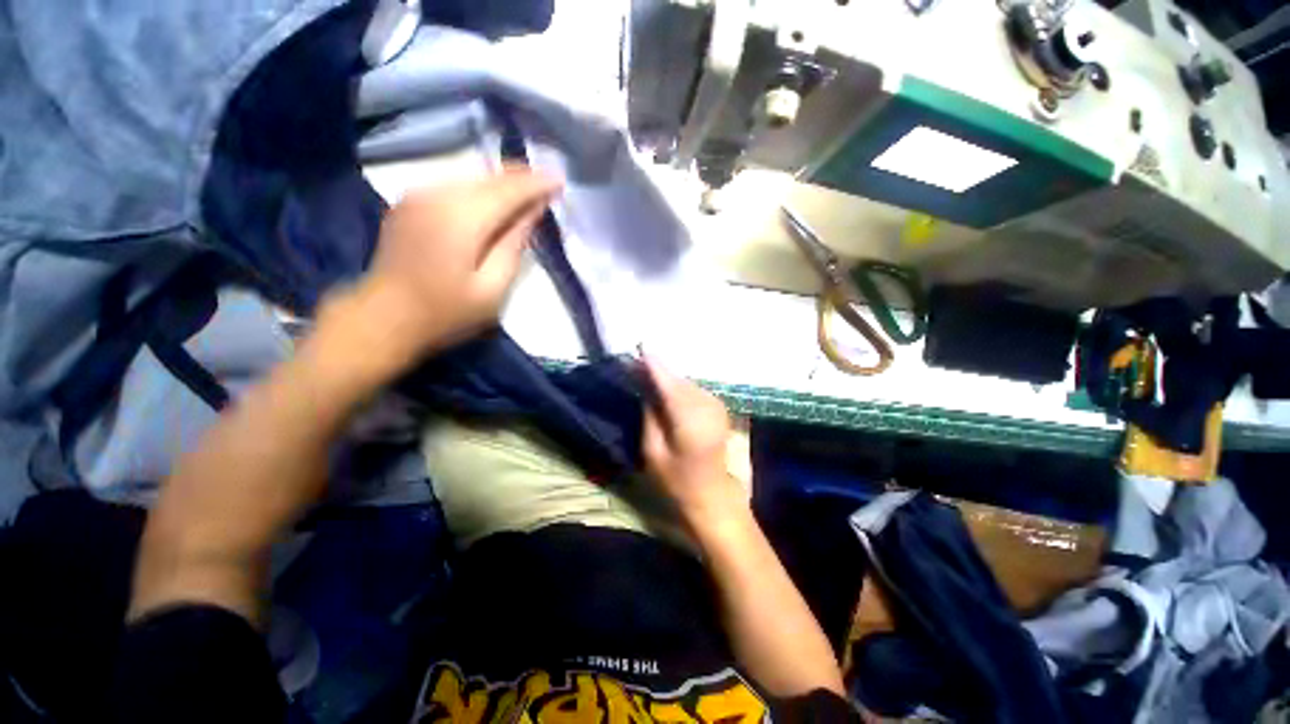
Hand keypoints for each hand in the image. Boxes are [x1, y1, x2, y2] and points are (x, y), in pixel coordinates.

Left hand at [351, 166, 560, 368]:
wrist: (384, 318)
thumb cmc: (446, 312)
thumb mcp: (492, 288)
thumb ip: (514, 245)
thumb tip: (531, 213)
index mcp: (461, 218)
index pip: (508, 190)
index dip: (536, 184)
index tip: (561, 180)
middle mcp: (437, 195)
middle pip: (489, 177)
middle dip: (522, 178)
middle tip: (549, 182)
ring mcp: (418, 196)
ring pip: (472, 178)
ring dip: (502, 182)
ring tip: (528, 189)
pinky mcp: (410, 203)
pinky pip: (455, 185)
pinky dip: (480, 189)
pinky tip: (494, 199)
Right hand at [640, 358, 747, 530]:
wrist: (713, 496)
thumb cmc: (678, 481)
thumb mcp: (653, 452)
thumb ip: (650, 417)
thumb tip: (648, 390)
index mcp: (689, 420)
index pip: (669, 384)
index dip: (654, 366)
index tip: (640, 350)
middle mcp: (706, 407)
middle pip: (679, 381)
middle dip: (660, 372)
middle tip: (638, 366)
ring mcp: (716, 406)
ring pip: (687, 383)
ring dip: (670, 380)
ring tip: (650, 377)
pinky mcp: (719, 408)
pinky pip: (695, 390)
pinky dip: (681, 387)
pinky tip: (669, 391)